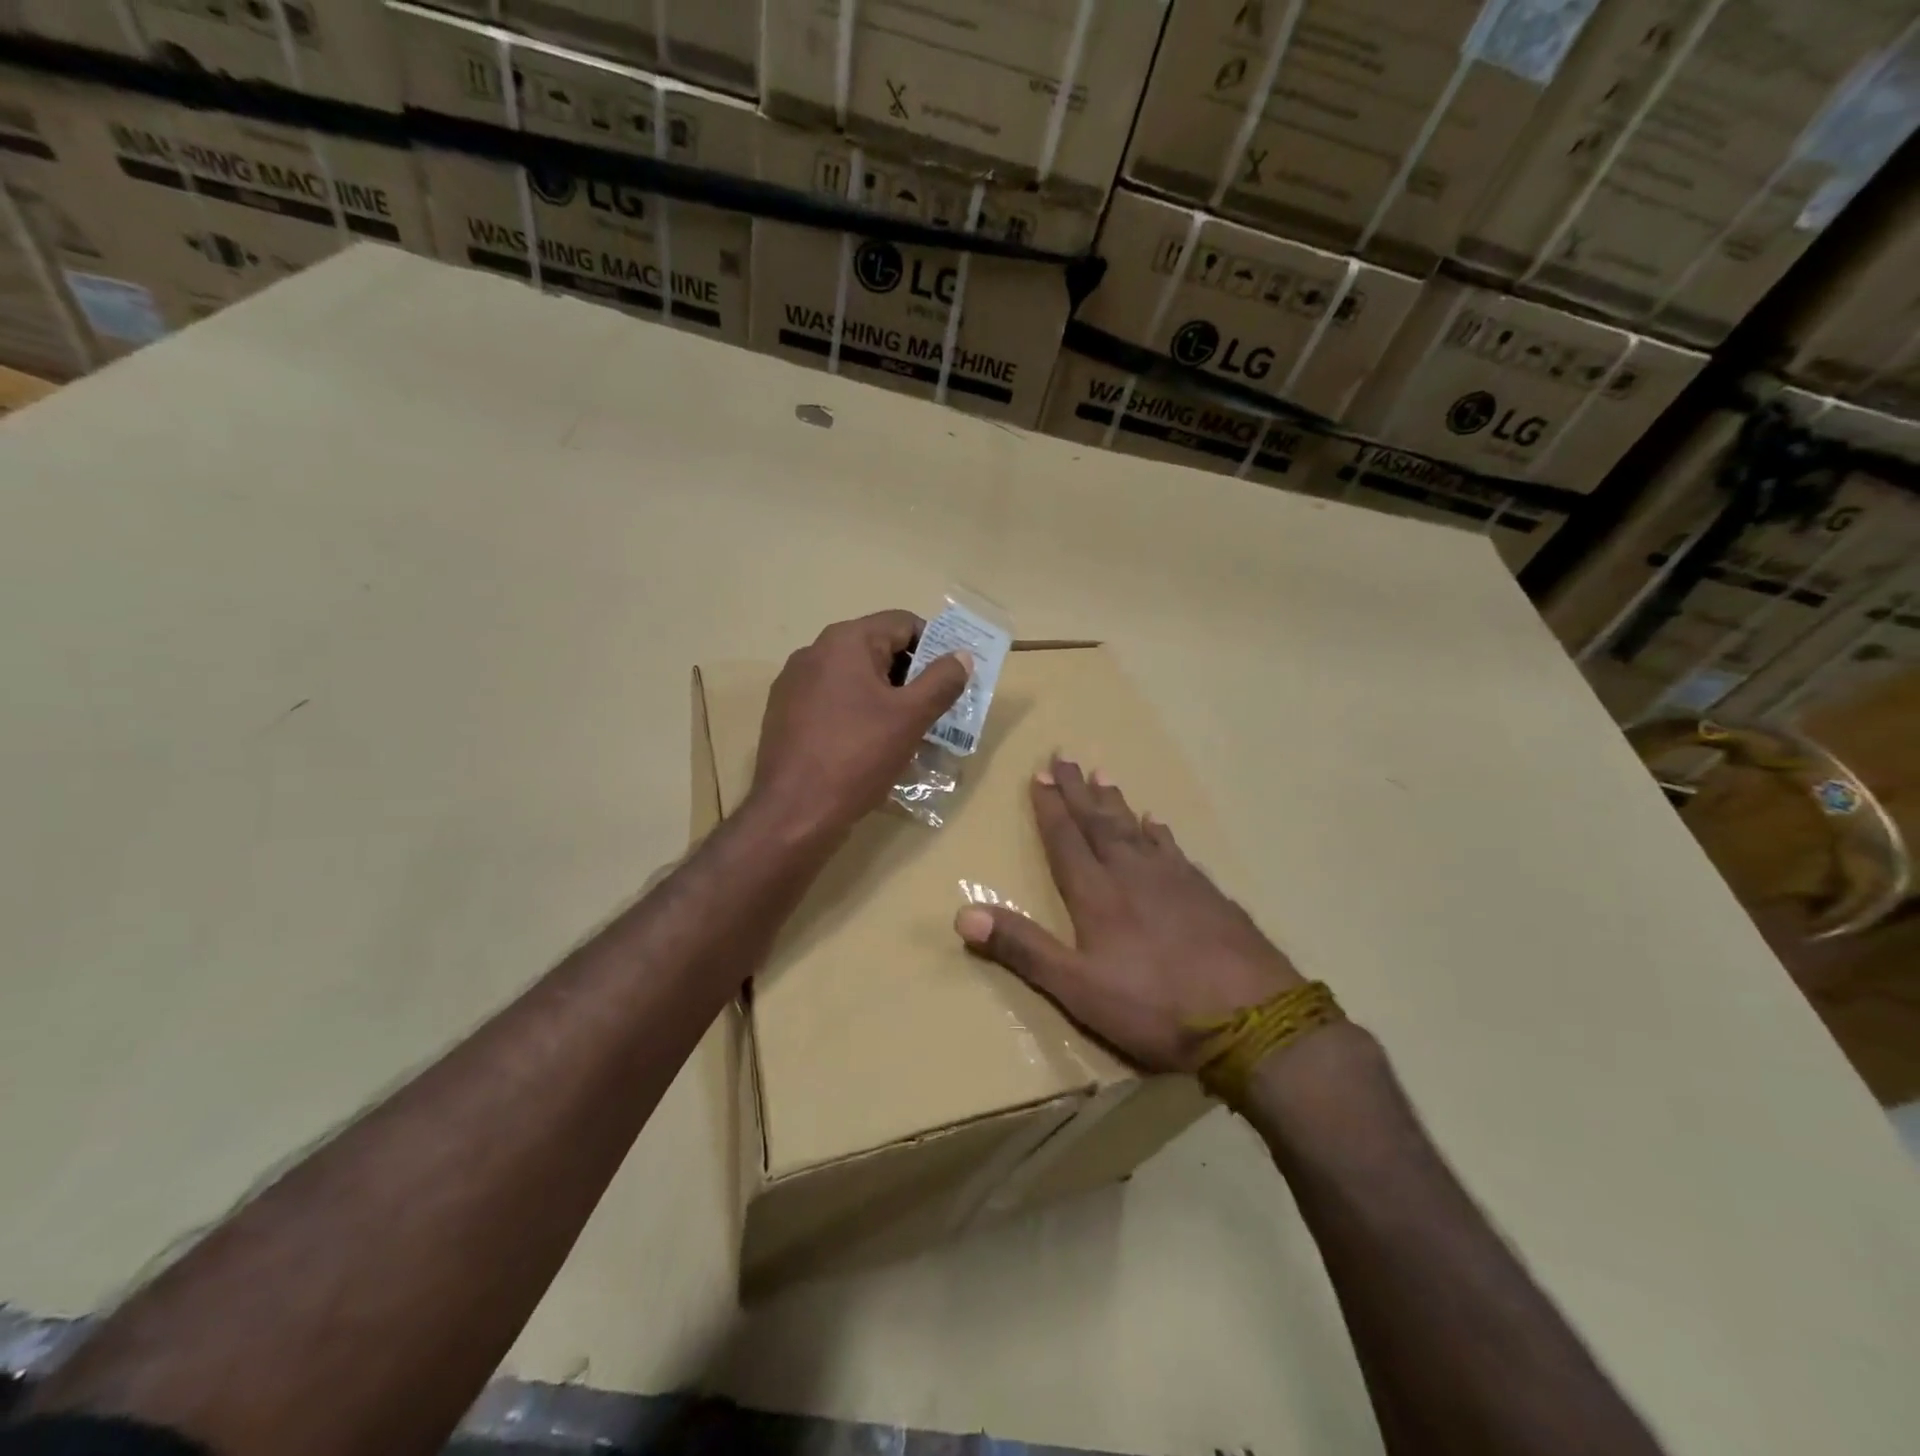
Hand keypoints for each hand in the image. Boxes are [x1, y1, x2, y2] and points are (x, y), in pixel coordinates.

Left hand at [750, 610, 970, 839]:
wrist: (794, 812)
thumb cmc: (857, 756)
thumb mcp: (911, 718)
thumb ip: (941, 681)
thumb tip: (961, 656)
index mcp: (845, 641)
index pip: (902, 623)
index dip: (934, 646)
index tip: (951, 680)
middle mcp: (815, 652)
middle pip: (877, 649)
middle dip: (910, 676)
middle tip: (935, 709)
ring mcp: (795, 684)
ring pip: (855, 678)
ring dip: (885, 697)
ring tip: (907, 732)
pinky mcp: (785, 714)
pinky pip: (833, 701)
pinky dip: (857, 714)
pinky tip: (869, 746)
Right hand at [954, 757, 1301, 1071]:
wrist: (1254, 1019)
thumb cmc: (1155, 1006)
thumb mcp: (1077, 987)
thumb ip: (1022, 948)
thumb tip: (962, 914)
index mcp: (1098, 894)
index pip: (1066, 840)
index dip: (1050, 808)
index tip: (1040, 774)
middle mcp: (1133, 874)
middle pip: (1099, 823)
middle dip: (1078, 791)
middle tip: (1066, 756)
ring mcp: (1175, 881)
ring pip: (1136, 830)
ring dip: (1115, 803)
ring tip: (1104, 776)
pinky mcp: (1208, 894)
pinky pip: (1174, 849)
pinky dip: (1160, 832)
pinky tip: (1158, 823)